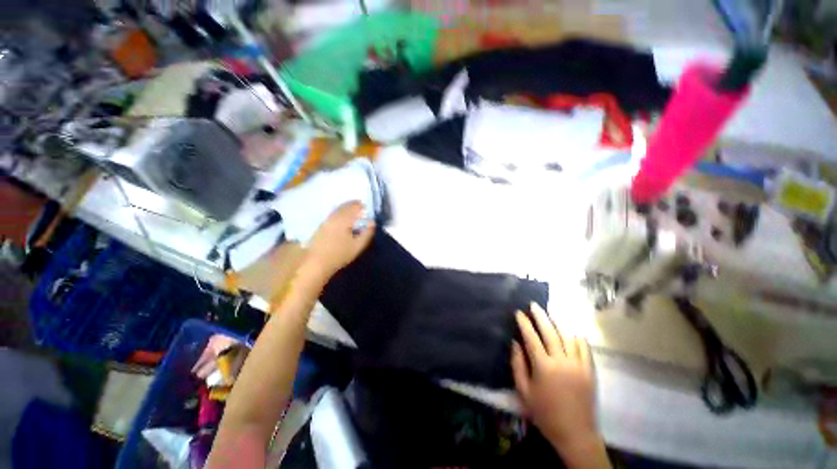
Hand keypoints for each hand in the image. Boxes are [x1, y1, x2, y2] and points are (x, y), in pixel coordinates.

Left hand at [304, 201, 374, 281]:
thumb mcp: (358, 246)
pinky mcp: (320, 226)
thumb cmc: (340, 255)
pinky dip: (339, 213)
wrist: (317, 263)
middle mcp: (333, 217)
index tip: (367, 208)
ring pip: (337, 210)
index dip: (361, 206)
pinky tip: (342, 219)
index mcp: (343, 220)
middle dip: (353, 205)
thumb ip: (367, 233)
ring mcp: (325, 221)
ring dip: (345, 208)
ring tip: (352, 212)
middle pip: (344, 206)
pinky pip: (332, 215)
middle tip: (360, 206)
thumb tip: (372, 222)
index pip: (353, 208)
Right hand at [511, 303, 599, 457]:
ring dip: (558, 322)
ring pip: (568, 336)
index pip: (531, 338)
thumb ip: (518, 365)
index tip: (518, 312)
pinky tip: (570, 331)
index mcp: (544, 367)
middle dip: (540, 316)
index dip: (524, 323)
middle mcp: (562, 361)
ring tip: (550, 313)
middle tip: (533, 305)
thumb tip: (515, 343)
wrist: (575, 433)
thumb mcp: (524, 391)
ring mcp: (578, 365)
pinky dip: (576, 336)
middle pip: (550, 332)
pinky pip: (584, 347)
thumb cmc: (545, 413)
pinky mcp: (589, 371)